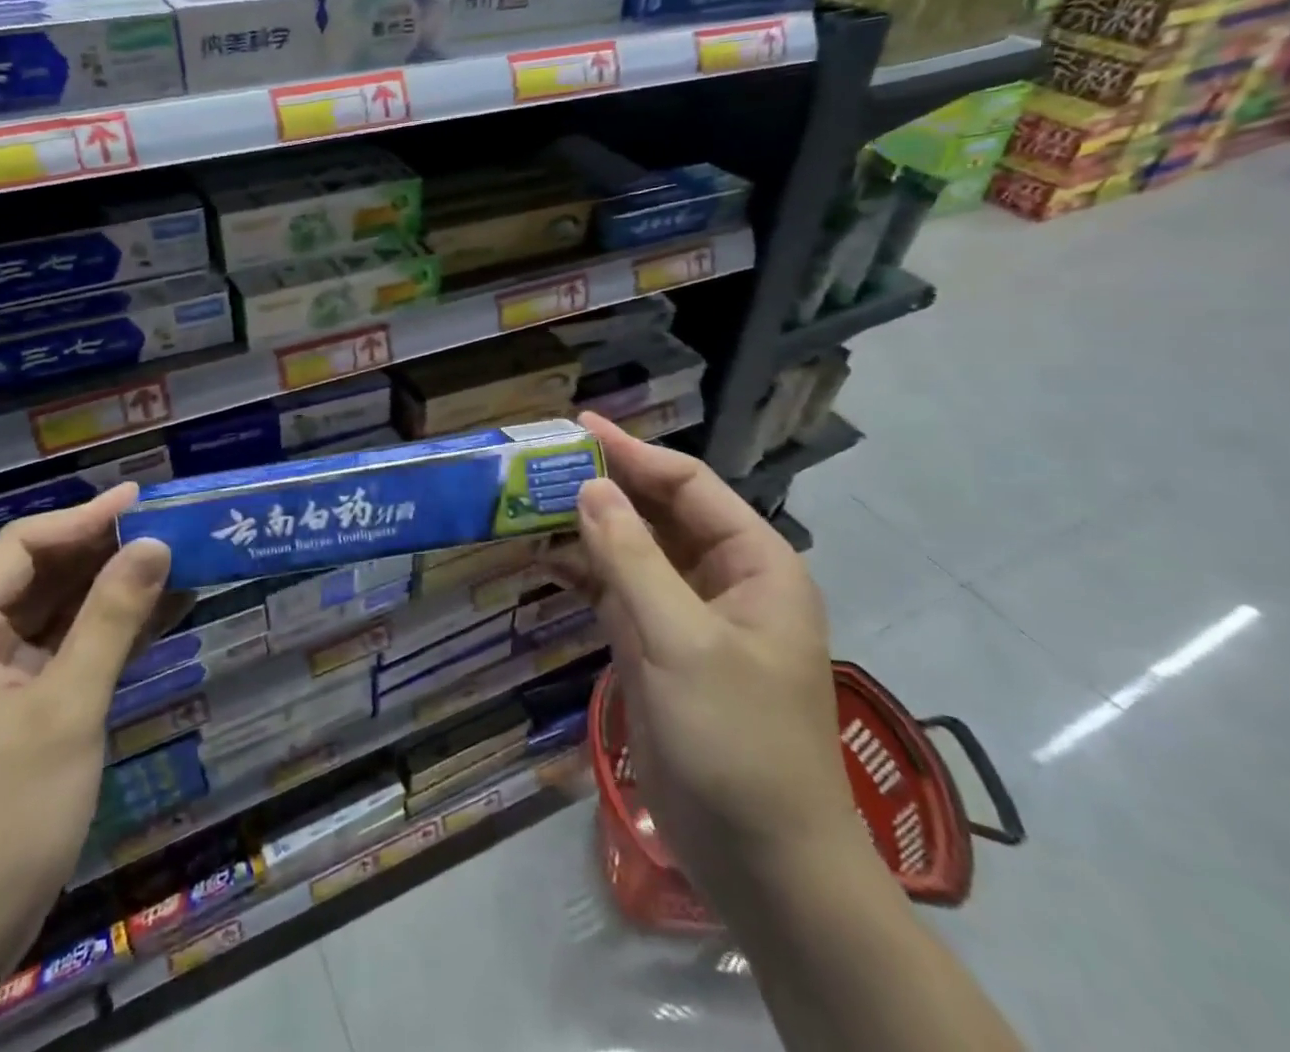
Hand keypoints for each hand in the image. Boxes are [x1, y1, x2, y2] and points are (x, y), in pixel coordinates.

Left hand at [0, 483, 172, 1051]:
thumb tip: (156, 543)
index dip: (84, 518)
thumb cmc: (1, 819)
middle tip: (170, 529)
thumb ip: (111, 620)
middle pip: (37, 576)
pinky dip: (104, 635)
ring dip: (110, 592)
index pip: (20, 548)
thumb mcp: (66, 710)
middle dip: (103, 552)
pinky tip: (155, 617)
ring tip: (174, 563)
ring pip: (53, 614)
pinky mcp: (9, 713)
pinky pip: (60, 653)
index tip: (144, 500)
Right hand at [564, 414, 858, 891]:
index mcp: (754, 563)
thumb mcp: (683, 642)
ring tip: (527, 502)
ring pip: (632, 552)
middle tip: (541, 462)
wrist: (762, 862)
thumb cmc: (738, 740)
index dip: (634, 453)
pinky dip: (582, 574)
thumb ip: (632, 560)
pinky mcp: (657, 648)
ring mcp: (686, 615)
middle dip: (603, 487)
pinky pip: (616, 593)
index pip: (688, 485)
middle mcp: (722, 578)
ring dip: (586, 529)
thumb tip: (589, 487)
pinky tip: (541, 559)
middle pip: (657, 513)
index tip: (578, 427)